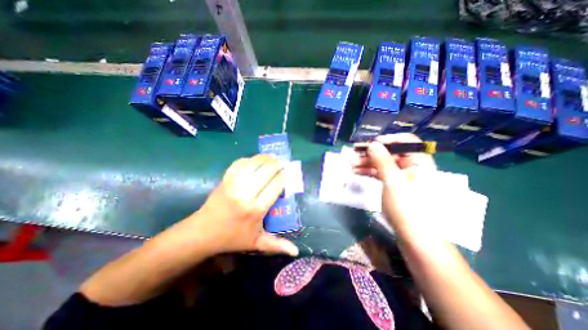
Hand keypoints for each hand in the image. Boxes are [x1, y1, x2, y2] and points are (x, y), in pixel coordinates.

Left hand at [187, 153, 298, 255]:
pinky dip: (250, 159)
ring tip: (272, 158)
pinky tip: (255, 161)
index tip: (288, 173)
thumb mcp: (256, 243)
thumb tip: (296, 252)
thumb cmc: (232, 238)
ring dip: (265, 158)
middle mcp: (246, 193)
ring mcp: (234, 184)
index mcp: (256, 209)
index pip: (276, 185)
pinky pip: (240, 163)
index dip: (284, 176)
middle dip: (277, 165)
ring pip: (254, 163)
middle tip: (282, 164)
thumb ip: (277, 245)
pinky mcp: (225, 179)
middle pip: (267, 171)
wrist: (202, 232)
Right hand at [351, 135, 437, 234]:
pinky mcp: (395, 188)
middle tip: (353, 155)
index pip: (405, 141)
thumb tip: (373, 144)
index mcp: (419, 162)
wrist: (415, 239)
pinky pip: (382, 175)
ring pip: (383, 165)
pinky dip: (370, 172)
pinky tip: (357, 172)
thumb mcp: (393, 181)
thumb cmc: (407, 207)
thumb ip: (382, 160)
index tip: (371, 145)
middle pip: (390, 154)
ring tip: (351, 165)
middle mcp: (412, 167)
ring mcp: (403, 179)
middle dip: (371, 154)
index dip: (387, 140)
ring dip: (367, 163)